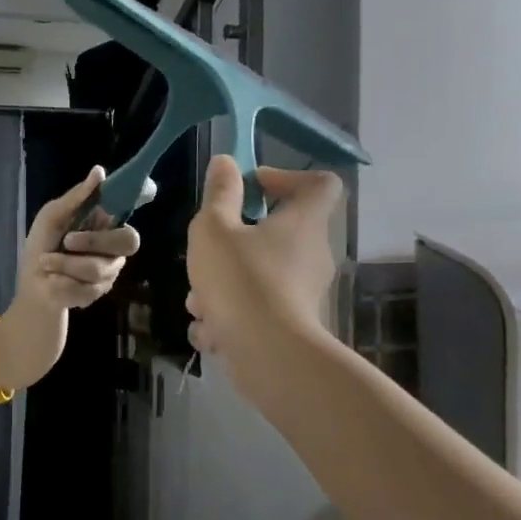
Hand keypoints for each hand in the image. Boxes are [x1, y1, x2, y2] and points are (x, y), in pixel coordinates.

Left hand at [19, 167, 140, 309]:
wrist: (32, 283)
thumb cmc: (43, 244)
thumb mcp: (53, 217)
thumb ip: (76, 197)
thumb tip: (99, 170)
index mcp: (105, 222)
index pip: (130, 207)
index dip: (141, 197)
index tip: (148, 189)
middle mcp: (115, 246)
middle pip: (128, 241)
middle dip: (92, 241)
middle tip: (66, 241)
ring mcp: (110, 271)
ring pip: (98, 268)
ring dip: (64, 264)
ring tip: (46, 263)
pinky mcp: (99, 293)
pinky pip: (85, 288)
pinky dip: (61, 282)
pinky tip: (53, 281)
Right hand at [185, 156, 343, 376]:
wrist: (268, 357)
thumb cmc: (241, 280)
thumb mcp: (214, 229)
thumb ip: (219, 194)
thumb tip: (226, 163)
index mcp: (303, 222)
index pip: (320, 183)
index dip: (287, 176)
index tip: (251, 187)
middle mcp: (312, 254)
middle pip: (278, 232)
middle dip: (235, 241)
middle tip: (209, 252)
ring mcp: (304, 292)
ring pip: (259, 275)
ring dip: (225, 284)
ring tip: (200, 302)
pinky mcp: (293, 325)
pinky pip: (258, 309)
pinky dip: (233, 316)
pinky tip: (211, 330)